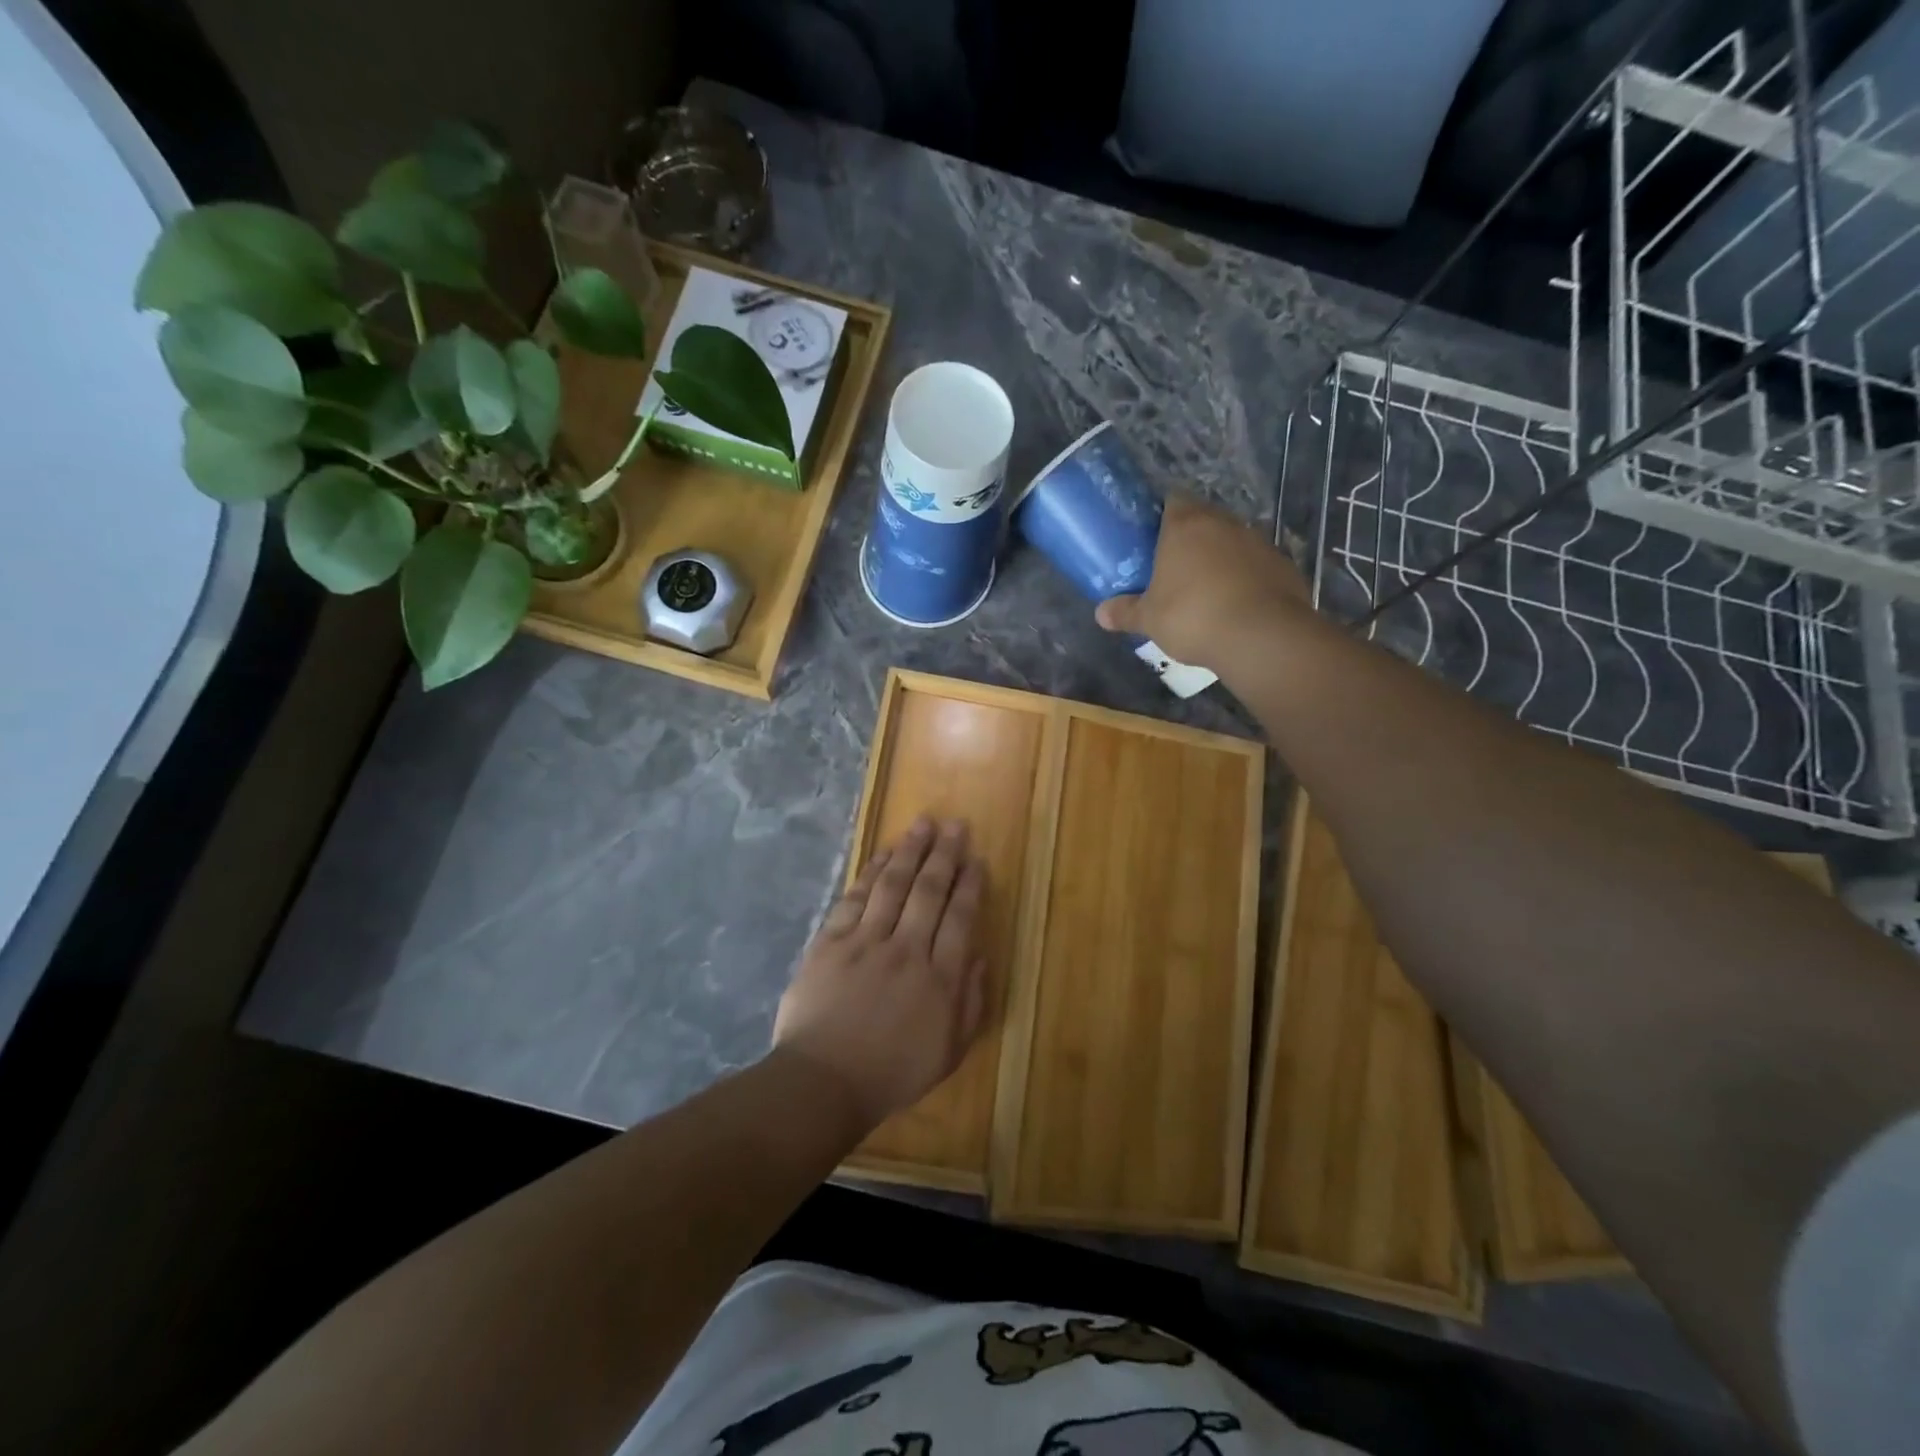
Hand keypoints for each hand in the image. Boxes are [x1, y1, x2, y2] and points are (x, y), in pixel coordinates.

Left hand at [773, 817, 988, 1129]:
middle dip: (944, 855)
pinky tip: (881, 855)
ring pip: (892, 885)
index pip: (960, 918)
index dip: (970, 884)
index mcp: (939, 978)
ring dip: (909, 852)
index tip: (976, 858)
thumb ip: (970, 1004)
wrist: (823, 1082)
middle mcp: (906, 950)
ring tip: (922, 825)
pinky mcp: (831, 942)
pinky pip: (854, 898)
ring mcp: (865, 942)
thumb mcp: (949, 1053)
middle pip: (929, 892)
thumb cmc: (891, 1074)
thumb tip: (978, 958)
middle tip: (954, 825)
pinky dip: (870, 873)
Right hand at [1095, 495, 1311, 670]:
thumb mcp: (1149, 620)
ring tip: (1205, 590)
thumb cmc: (1193, 616)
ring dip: (1220, 558)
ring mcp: (1258, 541)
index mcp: (1185, 525)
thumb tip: (1100, 614)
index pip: (1172, 500)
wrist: (1262, 636)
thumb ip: (1125, 613)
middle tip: (1173, 567)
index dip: (1162, 516)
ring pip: (1231, 541)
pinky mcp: (1282, 564)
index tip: (1152, 538)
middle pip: (1203, 520)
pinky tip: (1236, 604)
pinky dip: (1245, 578)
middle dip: (1190, 539)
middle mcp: (1224, 523)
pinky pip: (1255, 565)